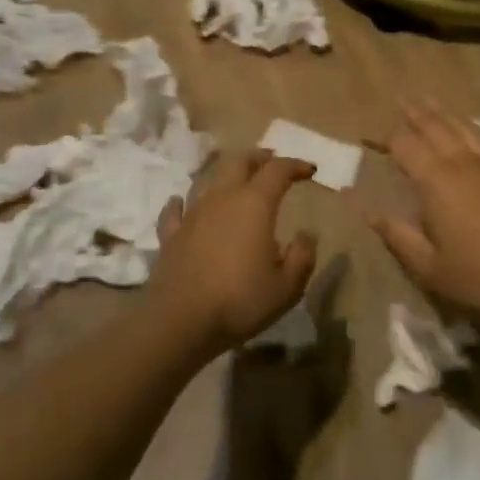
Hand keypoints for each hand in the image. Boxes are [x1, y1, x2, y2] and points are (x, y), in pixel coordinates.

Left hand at [152, 151, 318, 352]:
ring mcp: (192, 215)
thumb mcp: (287, 287)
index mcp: (255, 204)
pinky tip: (180, 203)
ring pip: (207, 180)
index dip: (295, 165)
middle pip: (239, 162)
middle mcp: (222, 199)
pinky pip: (174, 210)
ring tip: (235, 181)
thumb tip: (306, 235)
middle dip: (258, 158)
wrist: (180, 322)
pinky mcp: (170, 235)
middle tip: (271, 161)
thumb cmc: (240, 301)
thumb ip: (302, 257)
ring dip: (224, 175)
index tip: (309, 170)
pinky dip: (181, 203)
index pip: (278, 170)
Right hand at [370, 103, 479, 330]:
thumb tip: (368, 211)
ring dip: (448, 115)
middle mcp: (464, 163)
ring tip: (434, 105)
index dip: (386, 139)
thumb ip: (398, 236)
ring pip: (467, 129)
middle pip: (437, 127)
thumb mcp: (430, 267)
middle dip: (417, 114)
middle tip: (404, 100)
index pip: (405, 146)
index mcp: (436, 180)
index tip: (371, 139)